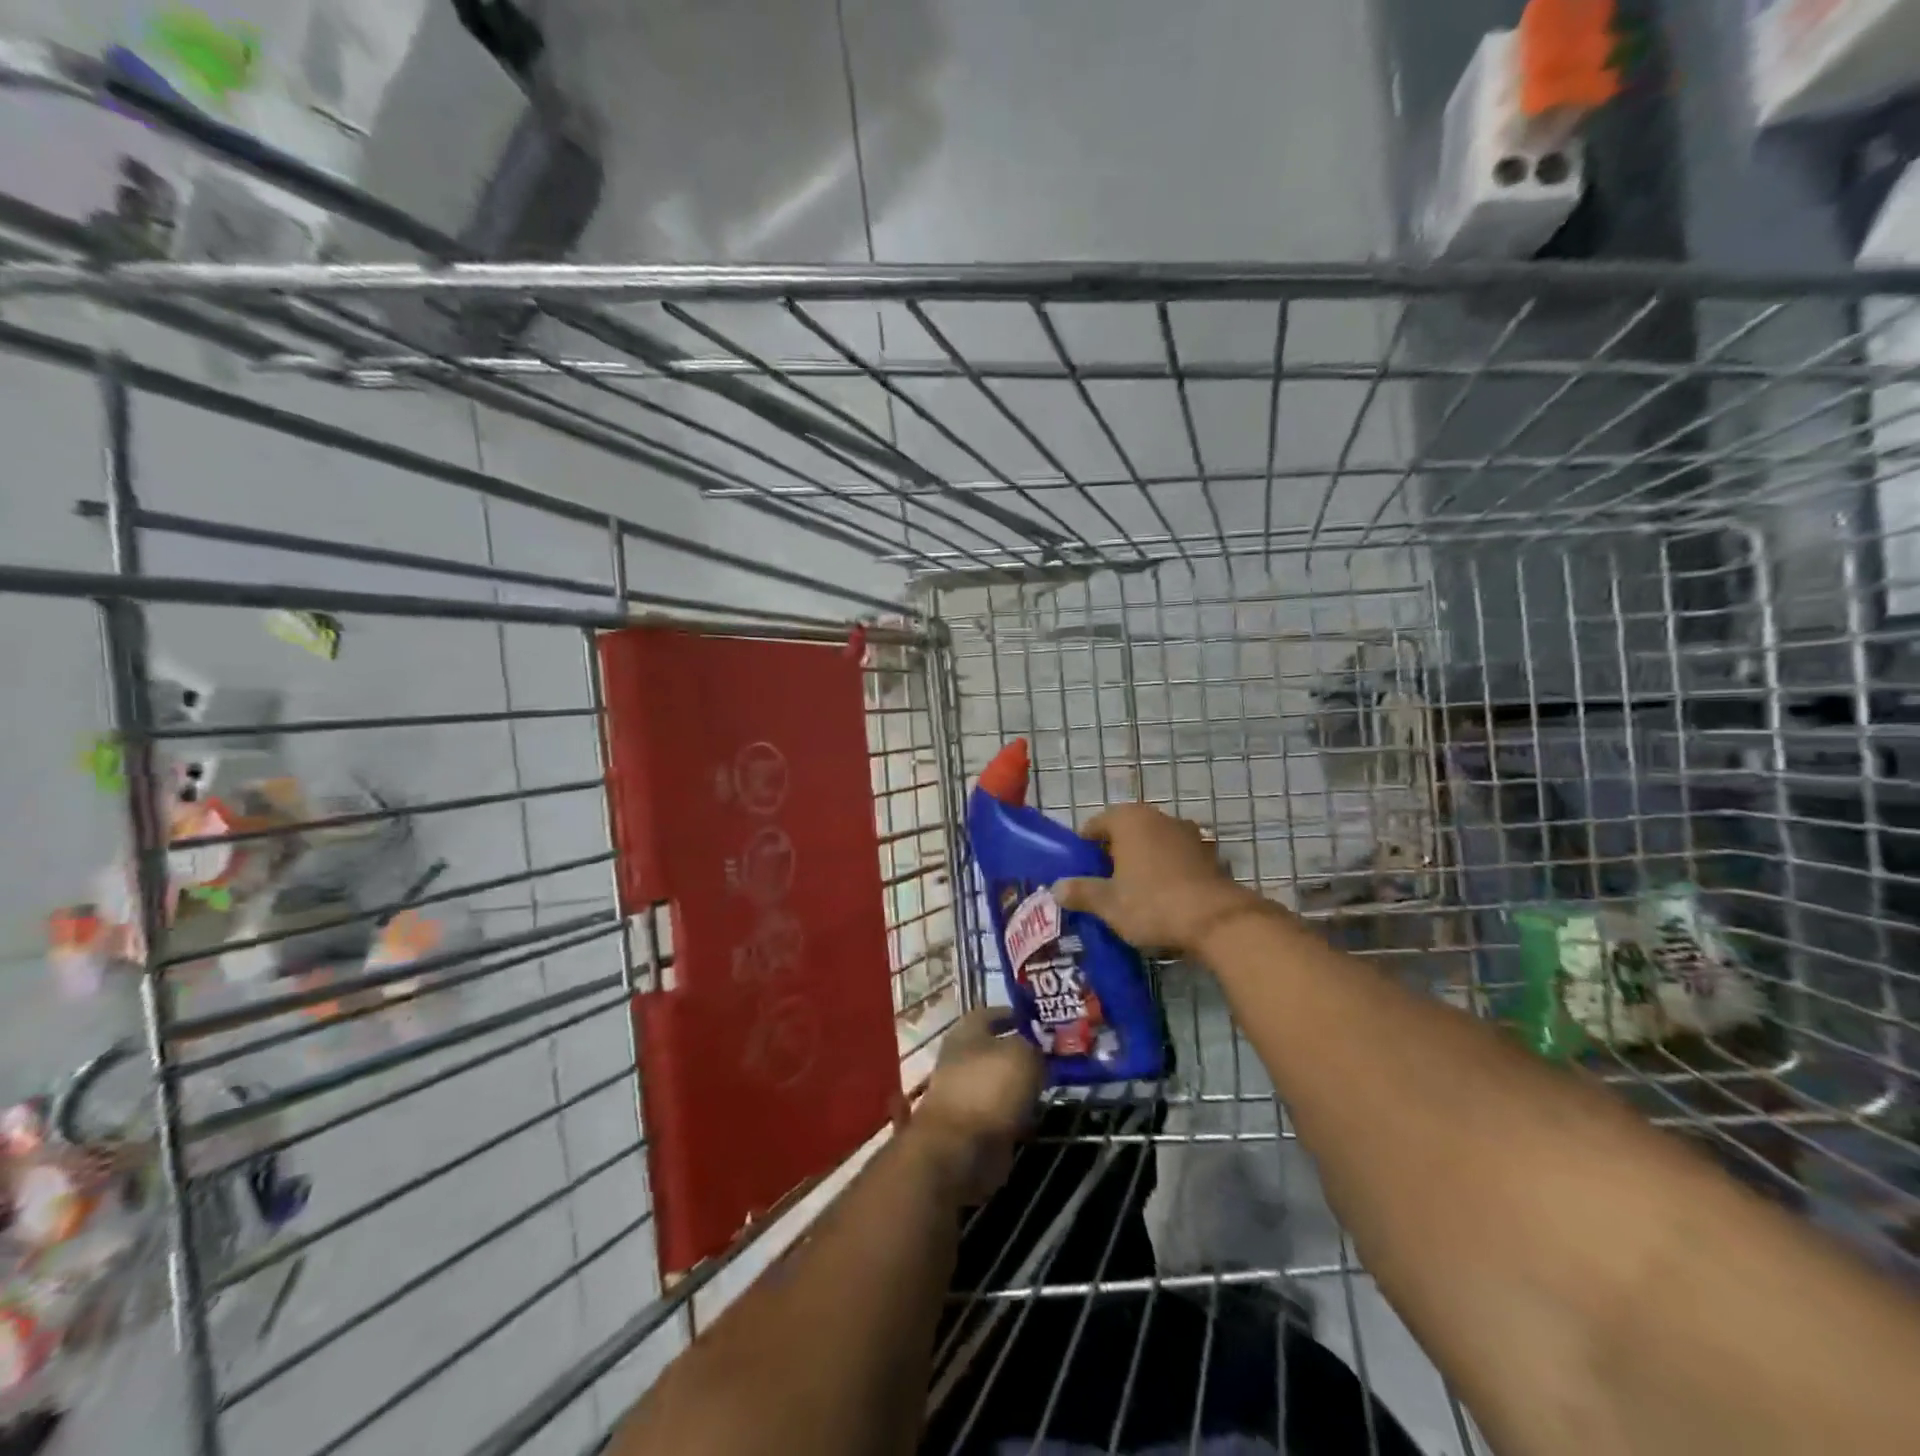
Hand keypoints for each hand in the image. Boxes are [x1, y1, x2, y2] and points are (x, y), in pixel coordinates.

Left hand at [911, 1008, 1043, 1203]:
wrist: (960, 1150)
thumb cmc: (989, 1088)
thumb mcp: (1022, 1054)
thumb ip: (1034, 1046)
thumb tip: (1038, 1049)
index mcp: (966, 1032)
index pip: (991, 1013)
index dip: (1014, 1014)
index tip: (1039, 1021)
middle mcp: (962, 1059)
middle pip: (997, 1049)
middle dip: (1023, 1052)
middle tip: (1052, 1055)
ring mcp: (966, 1094)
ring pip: (1001, 1082)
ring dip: (1022, 1085)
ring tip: (1051, 1085)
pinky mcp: (973, 1127)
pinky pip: (1002, 1113)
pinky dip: (1018, 1114)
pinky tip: (1038, 1116)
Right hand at [1054, 802, 1259, 955]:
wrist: (1216, 921)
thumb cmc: (1152, 904)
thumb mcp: (1108, 903)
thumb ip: (1081, 892)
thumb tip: (1057, 888)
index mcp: (1129, 819)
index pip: (1095, 824)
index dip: (1084, 846)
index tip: (1079, 870)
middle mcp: (1158, 817)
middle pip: (1126, 831)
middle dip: (1114, 853)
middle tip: (1103, 882)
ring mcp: (1188, 834)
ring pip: (1153, 844)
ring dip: (1143, 861)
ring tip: (1134, 891)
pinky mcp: (1209, 855)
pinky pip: (1177, 859)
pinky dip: (1167, 871)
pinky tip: (1164, 897)